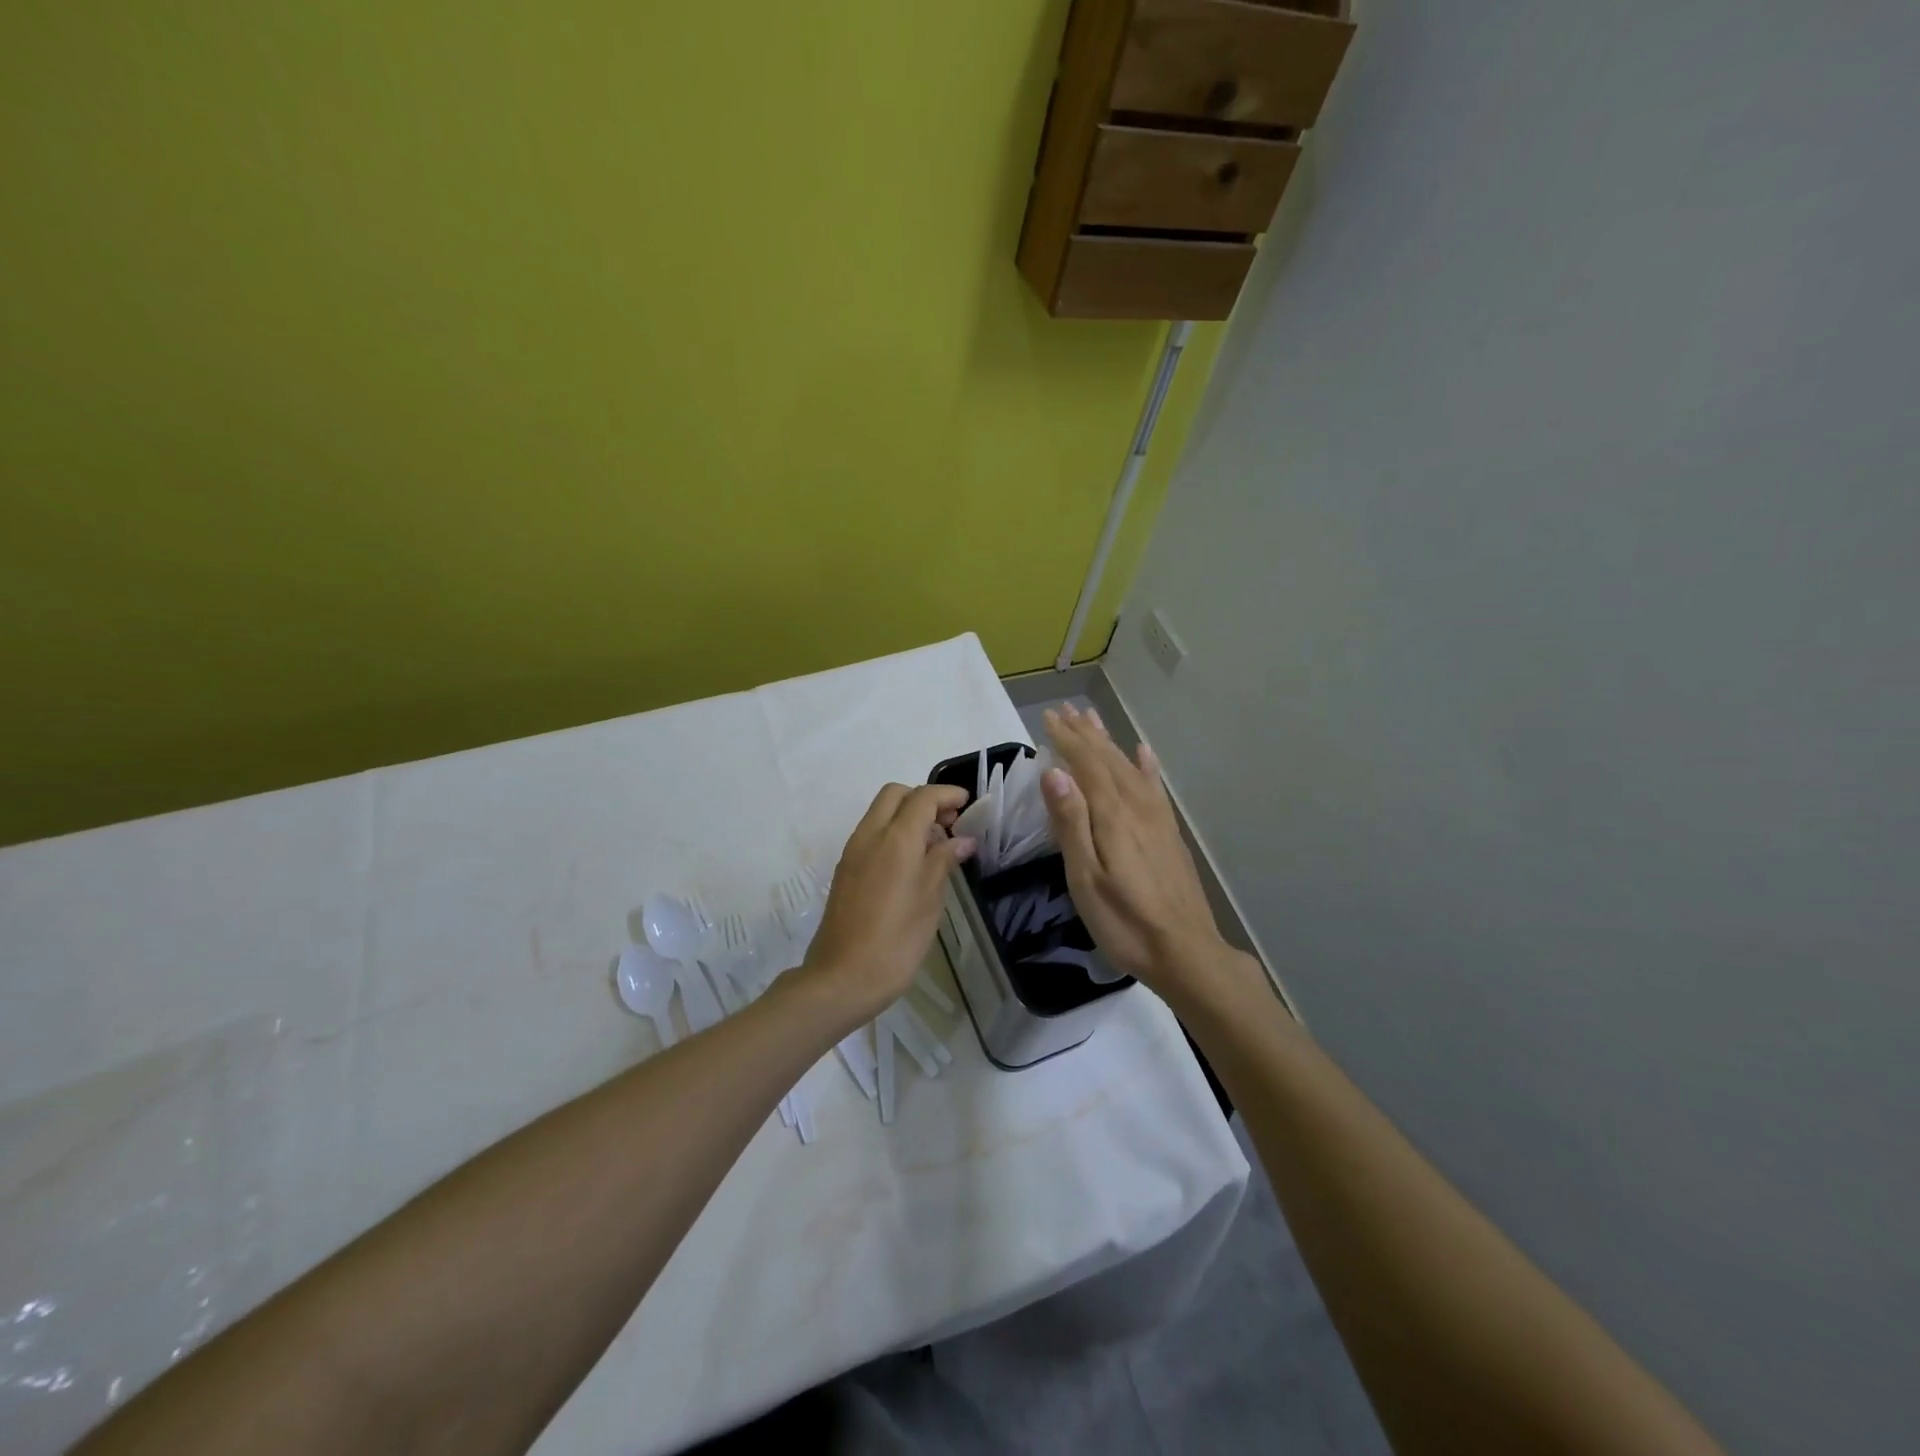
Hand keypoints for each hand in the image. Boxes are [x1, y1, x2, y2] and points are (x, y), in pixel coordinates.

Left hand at [802, 783, 974, 1022]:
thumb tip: (963, 840)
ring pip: (880, 812)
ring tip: (935, 846)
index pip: (922, 797)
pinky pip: (871, 834)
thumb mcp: (929, 901)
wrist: (841, 978)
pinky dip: (893, 833)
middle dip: (924, 799)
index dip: (947, 795)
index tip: (967, 804)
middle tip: (949, 823)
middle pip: (895, 794)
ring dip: (907, 815)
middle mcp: (869, 836)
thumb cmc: (896, 942)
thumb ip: (944, 861)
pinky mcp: (844, 869)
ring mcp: (852, 852)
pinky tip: (911, 863)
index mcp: (895, 839)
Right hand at [1041, 704, 1226, 990]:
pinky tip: (1143, 753)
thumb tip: (1055, 773)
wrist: (1185, 952)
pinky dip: (1146, 766)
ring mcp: (1157, 818)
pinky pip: (1155, 787)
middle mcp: (1137, 806)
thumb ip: (1071, 823)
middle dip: (1085, 733)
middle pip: (1108, 760)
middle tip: (1066, 710)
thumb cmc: (1124, 921)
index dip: (1067, 740)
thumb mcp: (1085, 877)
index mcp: (1112, 815)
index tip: (1048, 718)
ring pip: (1129, 767)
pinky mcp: (1169, 833)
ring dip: (1108, 742)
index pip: (1086, 765)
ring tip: (1093, 720)